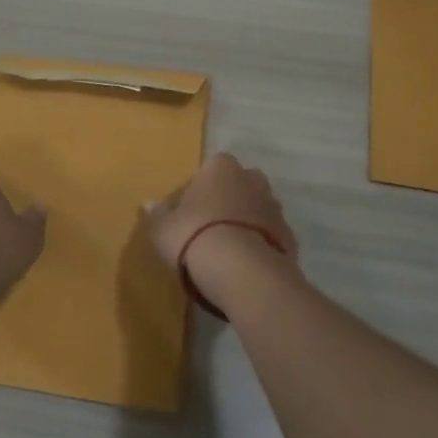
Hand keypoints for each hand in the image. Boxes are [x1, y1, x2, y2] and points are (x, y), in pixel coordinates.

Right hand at [147, 153, 296, 315]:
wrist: (241, 271)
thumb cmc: (194, 236)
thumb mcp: (163, 228)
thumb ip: (157, 214)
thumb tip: (148, 204)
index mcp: (221, 169)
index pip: (214, 166)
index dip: (204, 185)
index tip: (194, 205)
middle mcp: (252, 180)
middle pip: (242, 183)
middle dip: (231, 198)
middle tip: (212, 223)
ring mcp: (275, 208)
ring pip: (259, 208)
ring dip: (248, 221)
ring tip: (229, 247)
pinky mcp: (289, 236)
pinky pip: (271, 235)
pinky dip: (261, 244)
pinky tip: (246, 264)